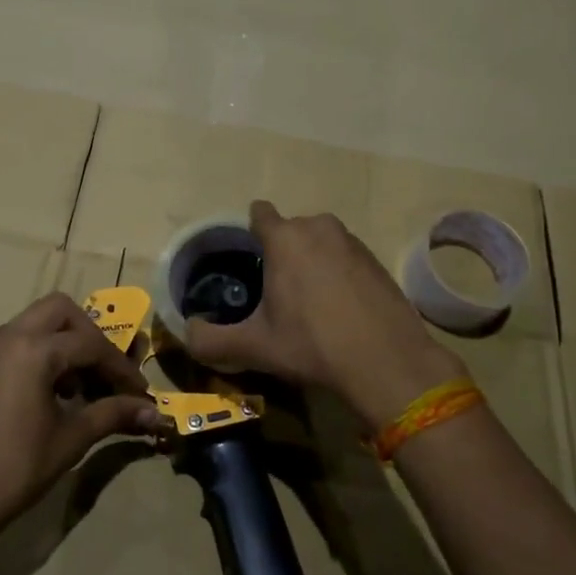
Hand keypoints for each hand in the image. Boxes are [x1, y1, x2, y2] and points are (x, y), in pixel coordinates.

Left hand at [0, 293, 163, 539]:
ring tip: (84, 386)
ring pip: (41, 321)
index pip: (91, 345)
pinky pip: (23, 338)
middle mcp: (11, 335)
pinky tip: (58, 391)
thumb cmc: (16, 467)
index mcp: (34, 349)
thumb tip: (154, 413)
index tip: (140, 394)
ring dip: (68, 342)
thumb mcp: (71, 438)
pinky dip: (46, 350)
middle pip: (63, 311)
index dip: (121, 369)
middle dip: (91, 337)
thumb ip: (113, 414)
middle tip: (107, 374)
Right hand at [183, 200, 462, 429]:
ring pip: (320, 242)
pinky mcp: (377, 259)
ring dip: (312, 261)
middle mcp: (318, 227)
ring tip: (311, 303)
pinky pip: (345, 256)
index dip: (250, 233)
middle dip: (282, 252)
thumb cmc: (312, 345)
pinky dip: (339, 273)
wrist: (387, 361)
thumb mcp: (255, 347)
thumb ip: (211, 340)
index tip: (249, 261)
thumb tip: (188, 333)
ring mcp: (352, 241)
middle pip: (290, 229)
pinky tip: (341, 309)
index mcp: (285, 238)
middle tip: (277, 292)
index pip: (259, 213)